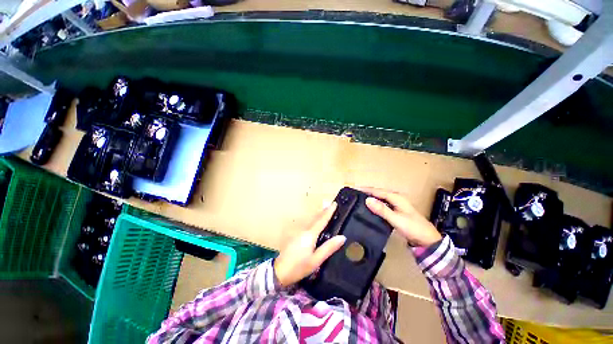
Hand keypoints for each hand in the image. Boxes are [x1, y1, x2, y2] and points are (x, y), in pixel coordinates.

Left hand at [274, 202, 346, 286]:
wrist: (279, 272)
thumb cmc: (299, 267)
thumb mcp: (316, 260)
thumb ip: (329, 247)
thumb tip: (342, 237)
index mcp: (310, 235)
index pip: (321, 220)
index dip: (328, 212)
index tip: (334, 204)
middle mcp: (304, 230)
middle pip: (315, 218)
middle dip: (323, 210)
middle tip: (331, 203)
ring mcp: (298, 232)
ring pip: (310, 220)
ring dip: (318, 214)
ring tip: (325, 209)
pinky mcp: (295, 236)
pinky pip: (307, 225)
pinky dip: (313, 220)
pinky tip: (315, 222)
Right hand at [360, 187, 441, 246]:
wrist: (427, 240)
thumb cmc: (413, 228)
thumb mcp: (396, 219)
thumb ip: (382, 210)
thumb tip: (367, 200)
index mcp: (396, 197)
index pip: (377, 191)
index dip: (365, 189)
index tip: (353, 189)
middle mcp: (395, 198)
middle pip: (378, 193)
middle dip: (366, 192)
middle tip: (354, 194)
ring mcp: (396, 204)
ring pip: (380, 198)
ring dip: (370, 197)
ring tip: (358, 199)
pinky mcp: (395, 211)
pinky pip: (382, 204)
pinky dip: (374, 204)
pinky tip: (369, 208)